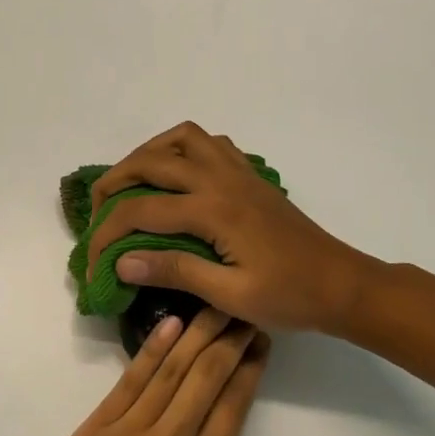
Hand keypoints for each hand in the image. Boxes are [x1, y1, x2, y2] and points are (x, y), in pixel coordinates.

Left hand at [0, 308, 305, 435]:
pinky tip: (170, 325)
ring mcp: (129, 433)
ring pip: (171, 371)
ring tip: (215, 305)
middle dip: (229, 340)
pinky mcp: (94, 429)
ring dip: (196, 334)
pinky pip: (130, 380)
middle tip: (245, 309)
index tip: (263, 341)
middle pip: (206, 379)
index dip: (250, 371)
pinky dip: (152, 349)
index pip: (233, 409)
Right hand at [87, 122, 376, 333]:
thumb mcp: (230, 295)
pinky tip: (178, 176)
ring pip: (182, 138)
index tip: (92, 263)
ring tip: (132, 181)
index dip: (106, 234)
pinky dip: (184, 149)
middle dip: (114, 181)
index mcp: (213, 211)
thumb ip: (175, 272)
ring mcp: (239, 172)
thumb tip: (122, 262)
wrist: (342, 284)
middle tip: (97, 209)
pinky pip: (210, 143)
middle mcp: (221, 180)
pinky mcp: (251, 176)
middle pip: (152, 161)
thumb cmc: (289, 297)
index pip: (141, 211)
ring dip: (149, 153)